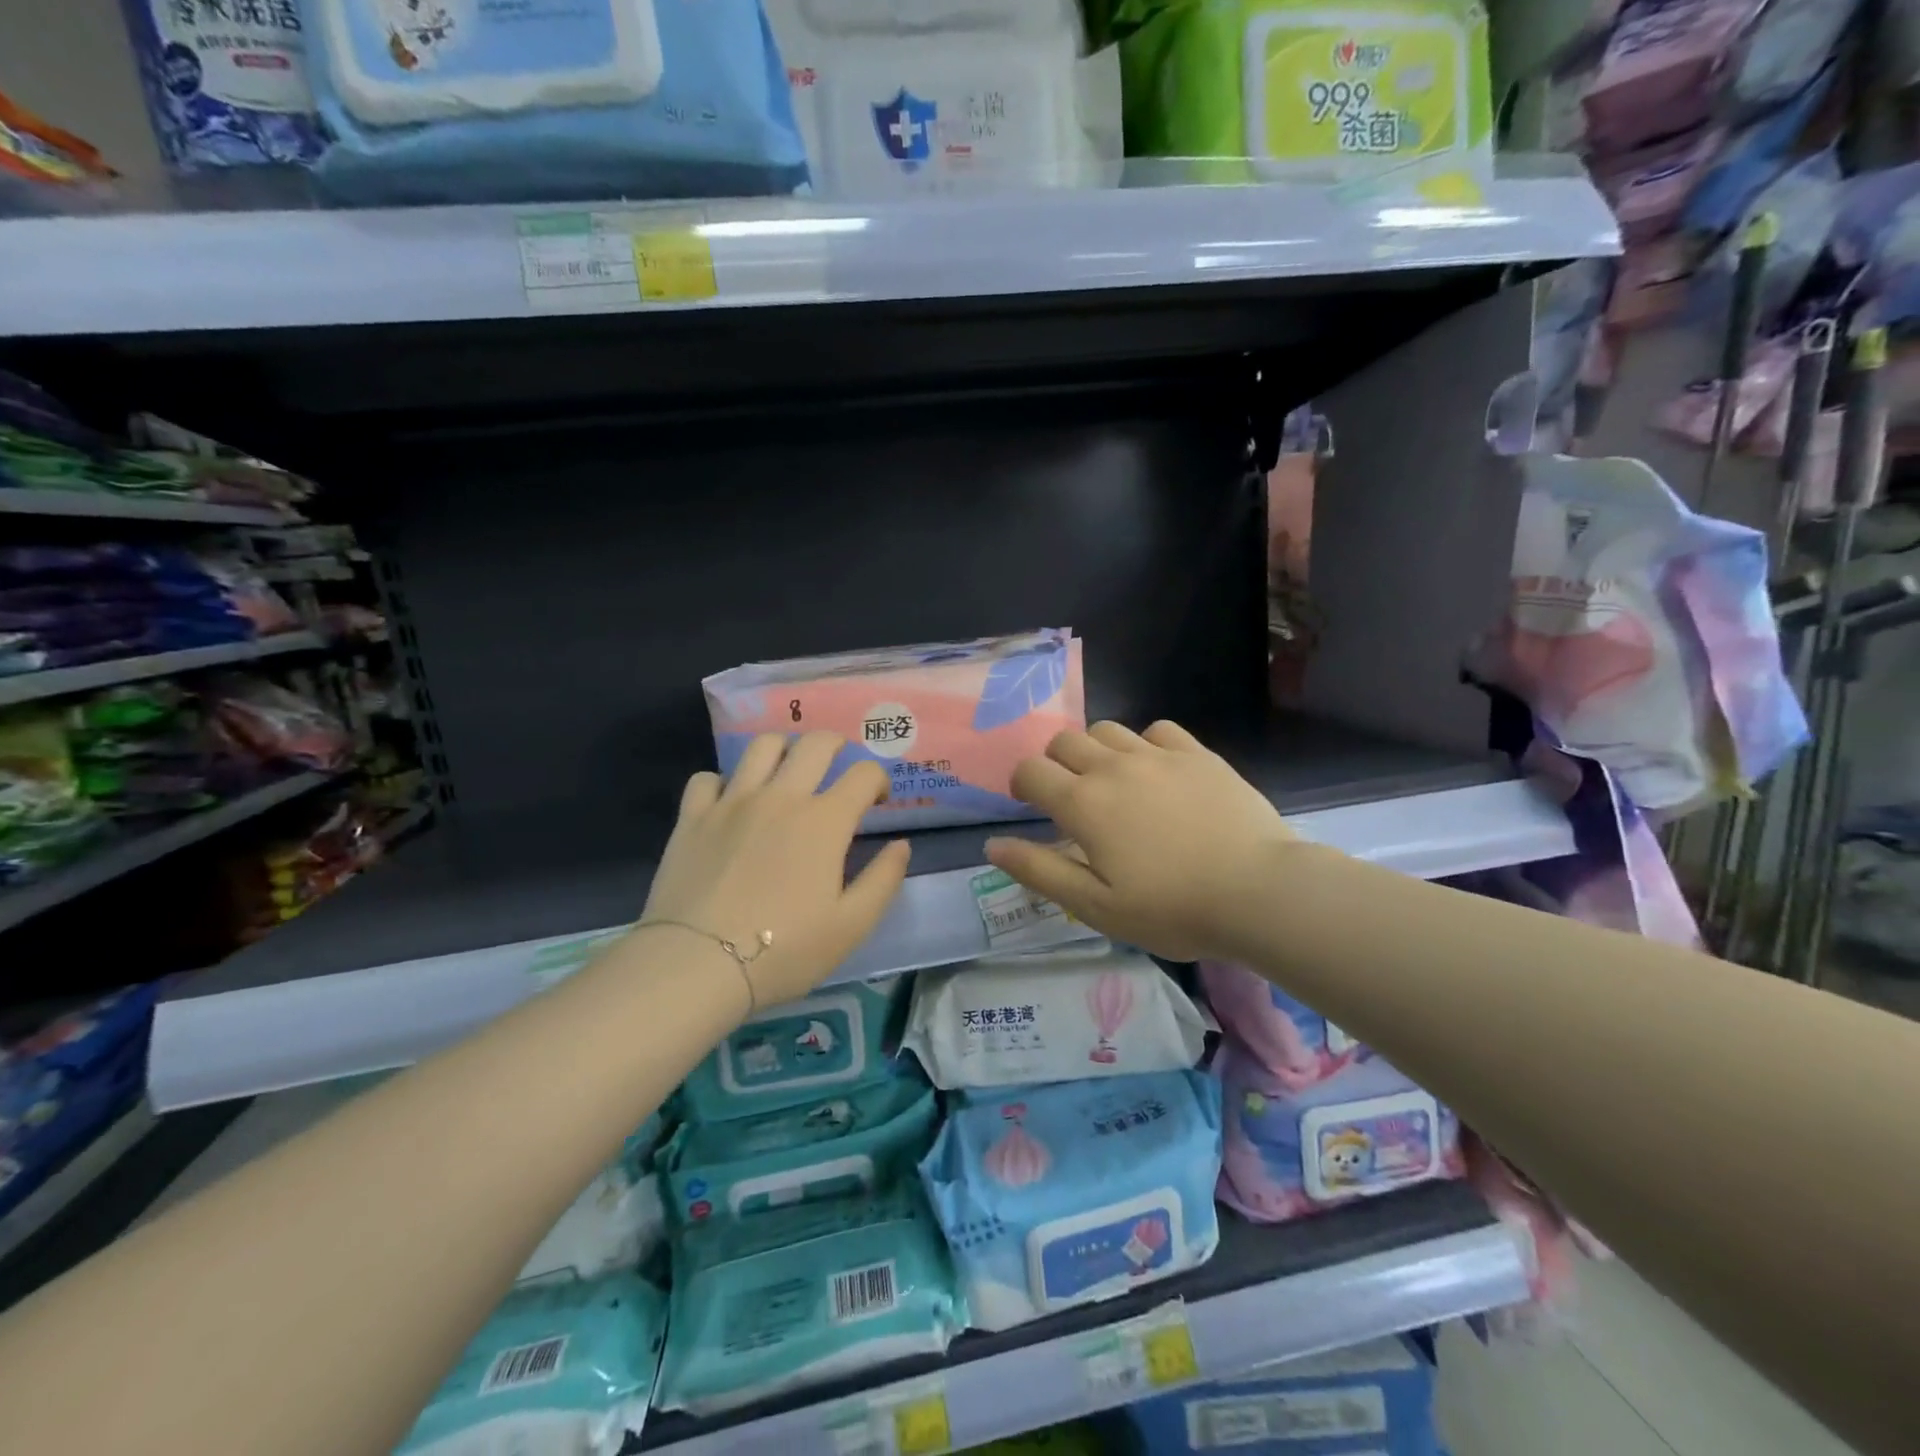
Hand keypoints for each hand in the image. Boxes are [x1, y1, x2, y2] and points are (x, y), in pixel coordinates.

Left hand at [641, 732, 911, 1010]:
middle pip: (815, 744)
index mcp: (824, 821)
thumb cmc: (784, 950)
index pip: (864, 774)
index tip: (877, 800)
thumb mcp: (851, 926)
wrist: (697, 965)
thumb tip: (901, 844)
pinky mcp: (693, 816)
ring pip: (761, 746)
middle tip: (837, 766)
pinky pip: (709, 778)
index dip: (878, 780)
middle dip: (836, 746)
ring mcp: (733, 802)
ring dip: (783, 750)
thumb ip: (883, 879)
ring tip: (786, 771)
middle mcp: (781, 797)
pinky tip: (730, 803)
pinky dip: (724, 782)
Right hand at [984, 720, 1298, 960]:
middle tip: (1071, 798)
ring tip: (1112, 782)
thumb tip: (992, 845)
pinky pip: (1157, 730)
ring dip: (1096, 750)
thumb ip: (1040, 871)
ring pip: (1108, 730)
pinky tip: (1157, 772)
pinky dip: (1145, 745)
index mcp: (1083, 803)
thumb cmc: (1172, 909)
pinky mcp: (1197, 754)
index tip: (1031, 804)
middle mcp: (1114, 767)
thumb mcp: (1096, 906)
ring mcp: (1158, 756)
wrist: (1259, 892)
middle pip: (1064, 741)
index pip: (1031, 771)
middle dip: (1055, 763)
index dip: (1022, 784)